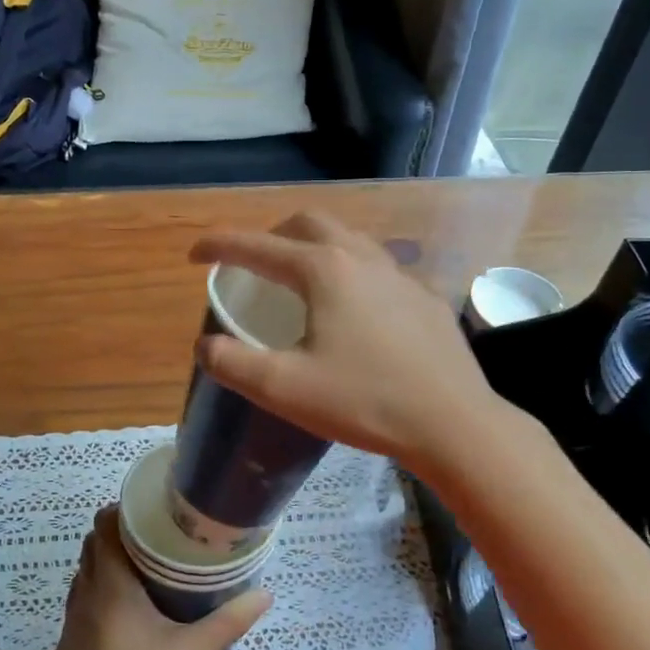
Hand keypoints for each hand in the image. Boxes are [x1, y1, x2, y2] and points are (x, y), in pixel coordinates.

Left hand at [47, 509, 271, 649]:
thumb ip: (228, 621)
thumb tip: (266, 594)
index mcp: (110, 582)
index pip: (103, 524)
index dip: (120, 511)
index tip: (148, 512)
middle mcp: (84, 593)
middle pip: (91, 547)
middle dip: (117, 538)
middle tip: (154, 542)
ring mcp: (69, 623)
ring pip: (83, 579)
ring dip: (106, 570)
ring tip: (141, 578)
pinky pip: (79, 611)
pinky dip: (97, 604)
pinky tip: (122, 627)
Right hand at [188, 210, 500, 478]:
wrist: (454, 424)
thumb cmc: (364, 401)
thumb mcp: (284, 388)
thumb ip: (232, 363)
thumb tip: (205, 345)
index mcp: (323, 270)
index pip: (258, 247)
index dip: (220, 246)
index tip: (195, 254)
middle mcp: (362, 258)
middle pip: (308, 224)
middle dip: (272, 234)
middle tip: (253, 263)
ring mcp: (400, 275)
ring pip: (348, 240)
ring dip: (314, 247)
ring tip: (299, 279)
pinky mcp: (425, 299)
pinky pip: (377, 268)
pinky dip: (349, 271)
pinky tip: (352, 310)